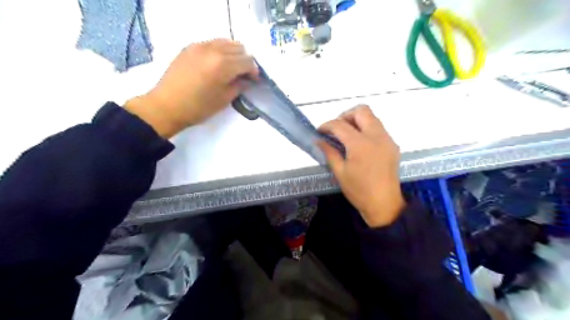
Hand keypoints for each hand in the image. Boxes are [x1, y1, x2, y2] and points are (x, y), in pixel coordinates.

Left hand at [126, 38, 258, 136]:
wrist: (166, 106)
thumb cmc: (198, 107)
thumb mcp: (224, 99)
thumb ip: (239, 86)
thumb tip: (247, 80)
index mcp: (223, 64)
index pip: (247, 61)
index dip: (254, 71)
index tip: (254, 80)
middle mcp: (213, 49)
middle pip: (239, 47)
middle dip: (245, 61)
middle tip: (243, 75)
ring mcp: (200, 45)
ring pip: (225, 42)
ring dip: (233, 53)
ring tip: (231, 68)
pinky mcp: (190, 47)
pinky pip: (212, 43)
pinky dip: (220, 50)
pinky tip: (216, 64)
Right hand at [316, 105, 405, 226]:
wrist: (384, 204)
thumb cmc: (359, 191)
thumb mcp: (340, 172)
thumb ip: (329, 152)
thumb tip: (318, 140)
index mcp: (360, 144)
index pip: (340, 125)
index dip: (327, 125)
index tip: (320, 132)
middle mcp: (376, 136)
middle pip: (361, 110)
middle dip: (345, 116)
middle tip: (337, 129)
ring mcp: (387, 139)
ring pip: (372, 117)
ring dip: (357, 120)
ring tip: (347, 135)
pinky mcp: (392, 145)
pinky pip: (379, 128)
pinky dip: (367, 129)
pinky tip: (360, 144)